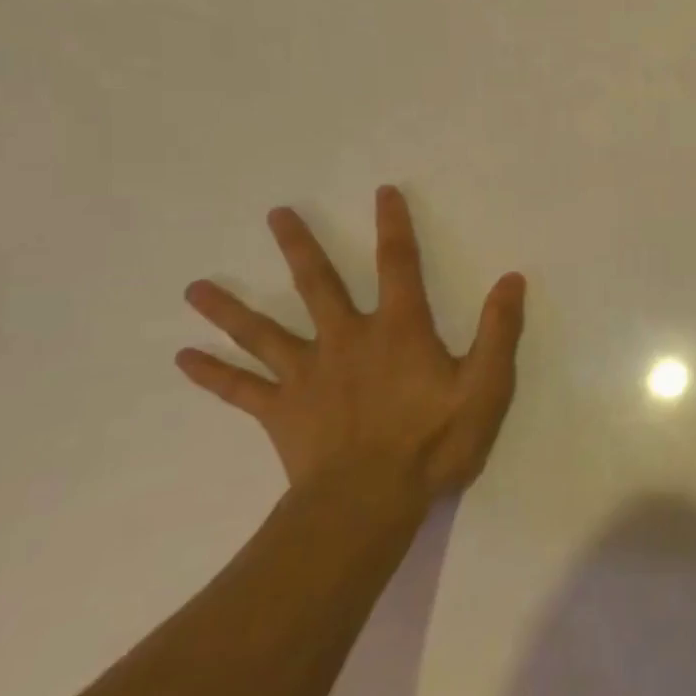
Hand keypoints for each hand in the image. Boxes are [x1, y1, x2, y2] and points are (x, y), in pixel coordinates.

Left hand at [176, 186, 525, 501]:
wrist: (368, 502)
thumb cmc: (434, 441)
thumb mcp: (486, 385)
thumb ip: (499, 330)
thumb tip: (511, 279)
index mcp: (398, 330)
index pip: (398, 264)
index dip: (394, 226)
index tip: (383, 192)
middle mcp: (347, 340)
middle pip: (318, 284)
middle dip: (299, 246)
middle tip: (276, 213)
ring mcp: (307, 375)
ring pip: (263, 332)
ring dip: (230, 308)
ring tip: (195, 287)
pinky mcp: (281, 411)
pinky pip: (241, 389)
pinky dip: (213, 373)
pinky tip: (183, 358)